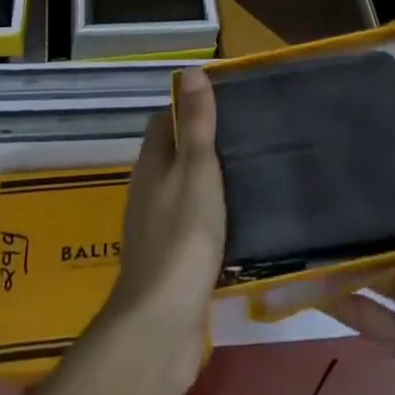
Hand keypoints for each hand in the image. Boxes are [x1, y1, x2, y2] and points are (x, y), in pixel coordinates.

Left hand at [97, 67, 226, 393]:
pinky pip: (189, 228)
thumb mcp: (196, 168)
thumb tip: (189, 70)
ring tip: (248, 178)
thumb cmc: (182, 235)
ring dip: (206, 185)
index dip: (188, 110)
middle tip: (245, 140)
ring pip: (181, 193)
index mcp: (151, 165)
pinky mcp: (168, 265)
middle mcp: (147, 192)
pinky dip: (209, 220)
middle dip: (200, 147)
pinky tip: (235, 226)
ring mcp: (155, 230)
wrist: (162, 324)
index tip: (224, 106)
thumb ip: (196, 123)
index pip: (164, 122)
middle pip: (171, 157)